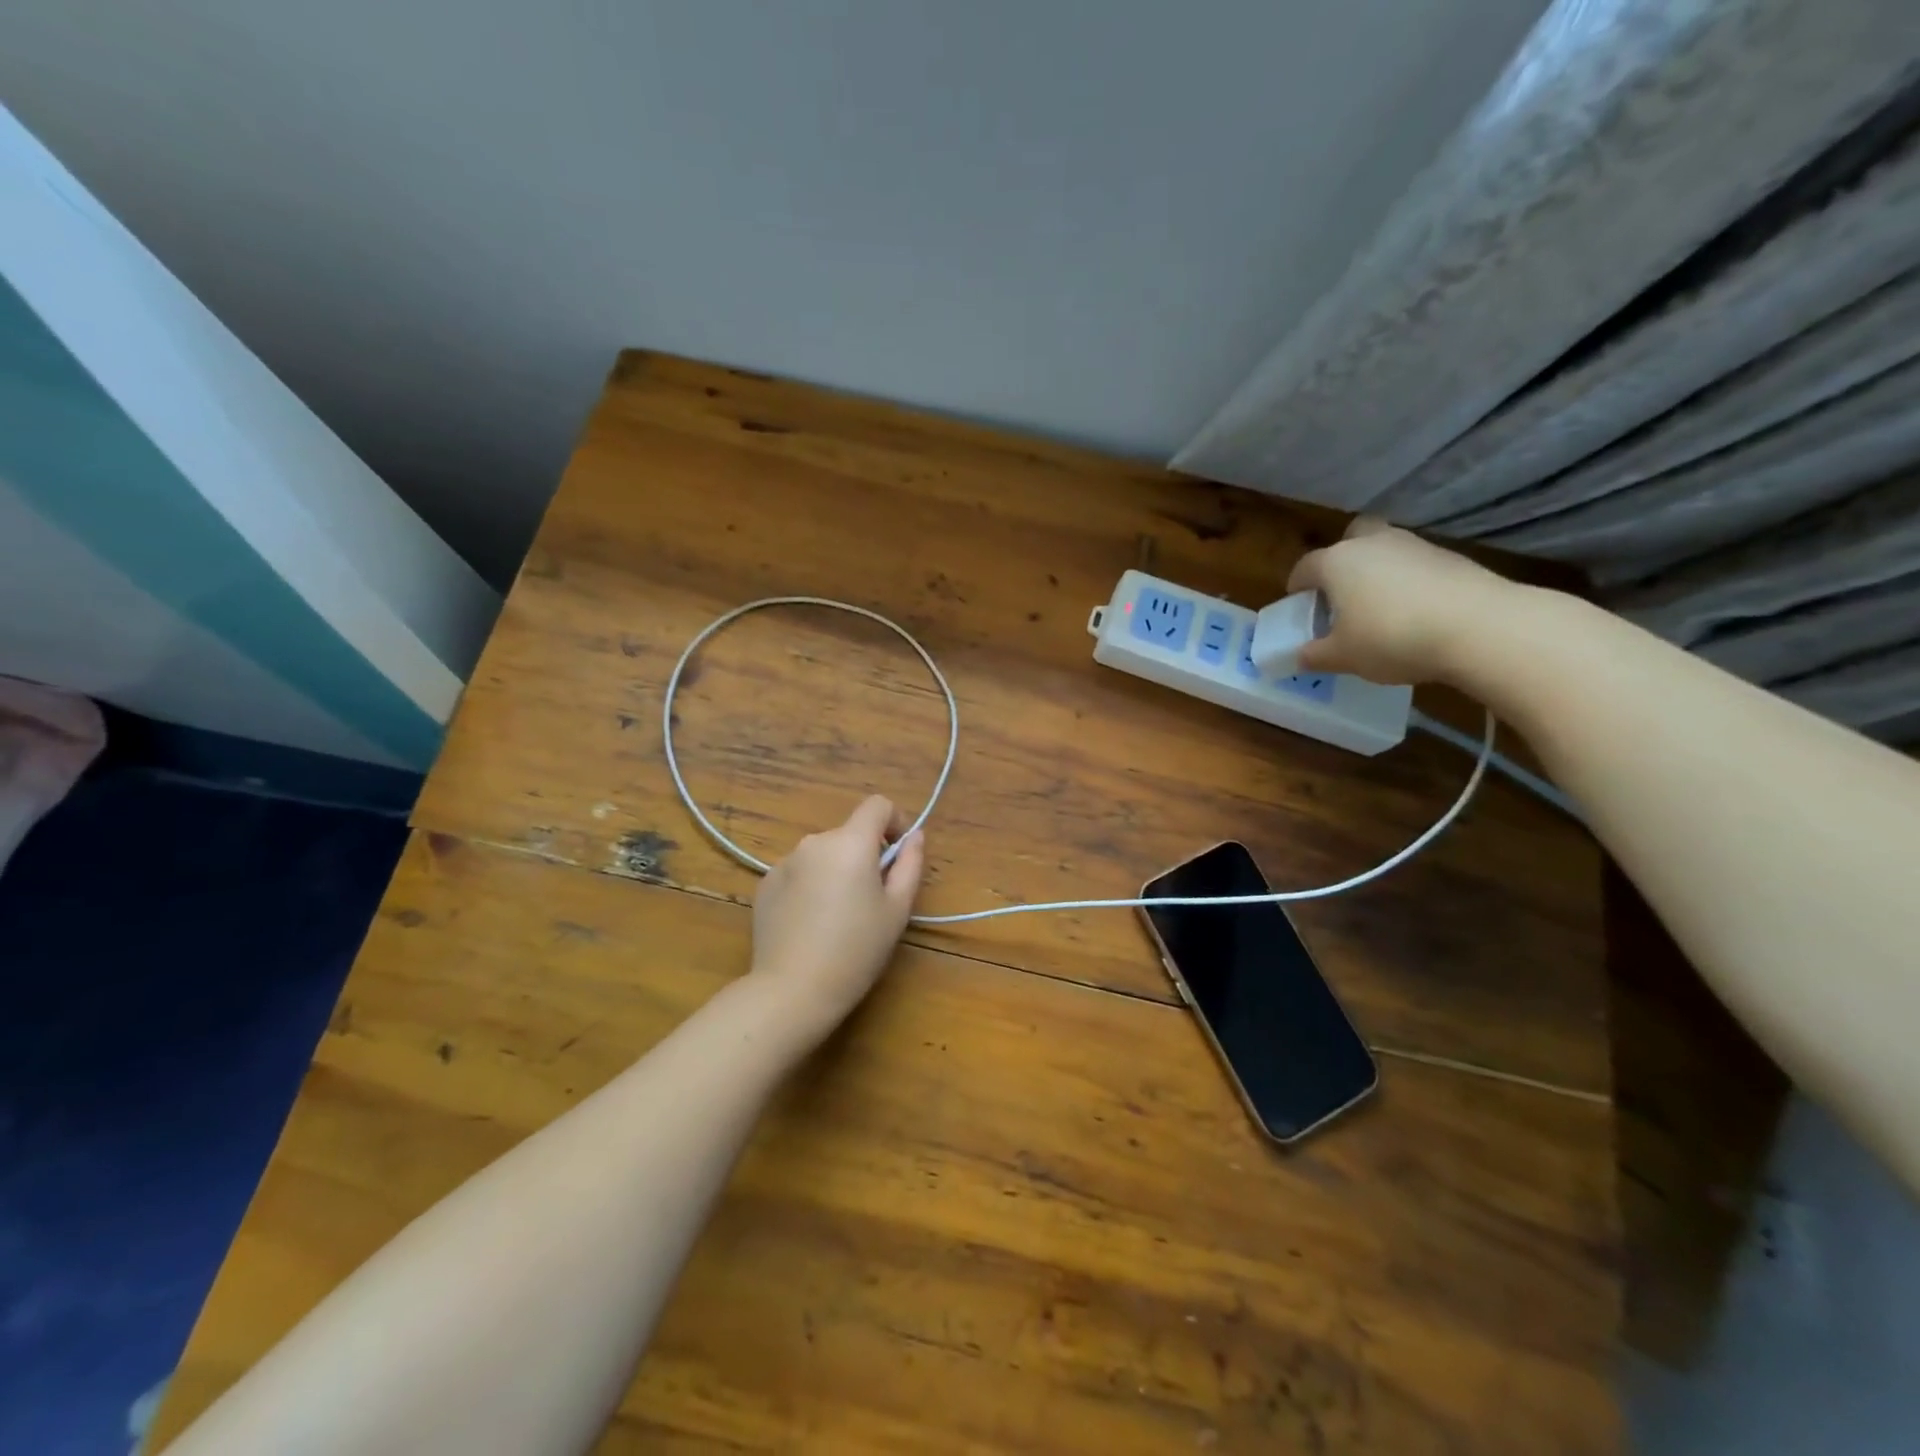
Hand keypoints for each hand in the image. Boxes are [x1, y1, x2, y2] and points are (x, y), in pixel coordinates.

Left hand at [749, 794, 926, 1035]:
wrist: (792, 990)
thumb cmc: (856, 950)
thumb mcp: (897, 909)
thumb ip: (910, 864)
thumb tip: (914, 837)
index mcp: (850, 843)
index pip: (877, 805)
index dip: (895, 821)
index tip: (899, 853)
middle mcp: (814, 842)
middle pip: (849, 834)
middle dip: (865, 855)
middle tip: (872, 899)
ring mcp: (784, 862)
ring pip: (823, 855)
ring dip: (836, 871)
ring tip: (839, 916)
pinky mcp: (765, 884)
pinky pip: (798, 873)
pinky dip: (811, 886)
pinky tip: (810, 924)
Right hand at [1287, 517, 1521, 685]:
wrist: (1478, 627)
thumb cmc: (1390, 638)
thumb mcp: (1342, 657)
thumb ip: (1315, 655)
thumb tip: (1299, 656)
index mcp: (1336, 562)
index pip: (1304, 567)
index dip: (1297, 588)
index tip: (1299, 607)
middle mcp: (1372, 543)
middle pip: (1350, 539)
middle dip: (1342, 561)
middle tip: (1341, 594)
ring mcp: (1414, 546)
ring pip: (1385, 550)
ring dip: (1377, 572)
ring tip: (1379, 610)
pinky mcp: (1450, 557)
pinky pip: (1415, 566)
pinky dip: (1408, 583)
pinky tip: (1414, 613)